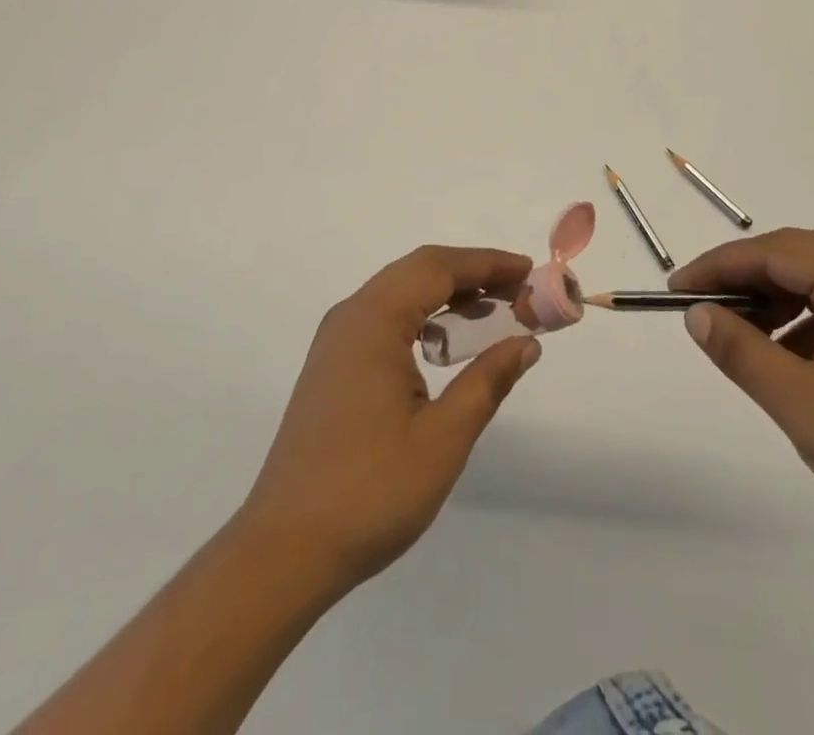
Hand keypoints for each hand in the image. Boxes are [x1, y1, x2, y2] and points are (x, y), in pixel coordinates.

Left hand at [237, 246, 541, 594]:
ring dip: (446, 294)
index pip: (438, 267)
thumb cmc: (370, 491)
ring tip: (493, 313)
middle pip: (418, 271)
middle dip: (471, 274)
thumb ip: (488, 381)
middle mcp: (351, 316)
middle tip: (519, 291)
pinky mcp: (332, 366)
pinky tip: (446, 345)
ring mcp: (336, 341)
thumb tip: (527, 343)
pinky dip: (422, 317)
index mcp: (374, 320)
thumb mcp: (443, 438)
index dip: (487, 263)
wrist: (284, 550)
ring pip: (399, 293)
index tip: (529, 270)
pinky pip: (384, 319)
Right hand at [671, 229, 813, 584]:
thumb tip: (696, 313)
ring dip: (772, 307)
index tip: (676, 290)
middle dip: (742, 282)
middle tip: (698, 311)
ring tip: (737, 342)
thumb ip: (743, 353)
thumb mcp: (806, 407)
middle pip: (797, 261)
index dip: (719, 266)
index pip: (775, 252)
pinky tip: (784, 363)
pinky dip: (803, 329)